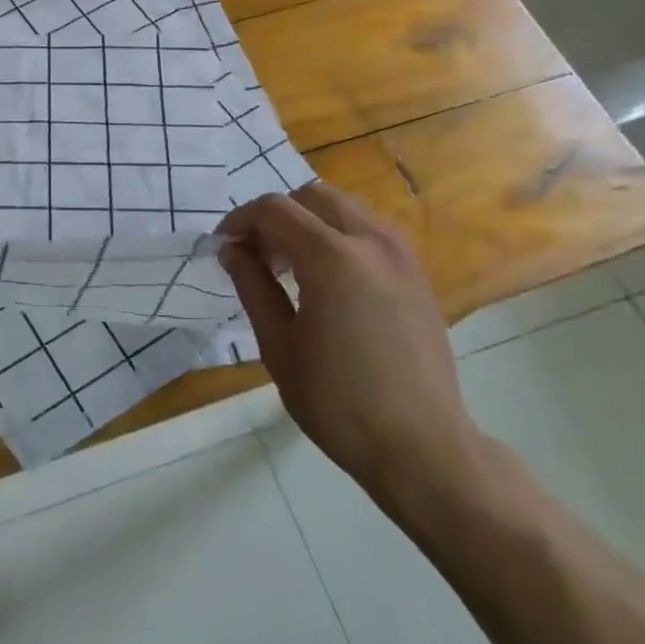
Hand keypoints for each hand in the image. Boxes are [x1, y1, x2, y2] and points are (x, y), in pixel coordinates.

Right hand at [219, 183, 477, 516]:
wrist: (421, 446)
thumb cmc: (338, 402)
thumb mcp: (279, 346)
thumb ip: (253, 286)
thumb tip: (232, 250)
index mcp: (331, 259)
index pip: (274, 209)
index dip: (239, 220)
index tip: (223, 248)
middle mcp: (371, 243)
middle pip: (312, 196)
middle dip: (276, 215)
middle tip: (257, 255)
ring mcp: (401, 257)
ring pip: (345, 208)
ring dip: (309, 222)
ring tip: (290, 267)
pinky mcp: (417, 276)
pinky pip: (370, 232)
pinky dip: (339, 236)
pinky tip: (328, 281)